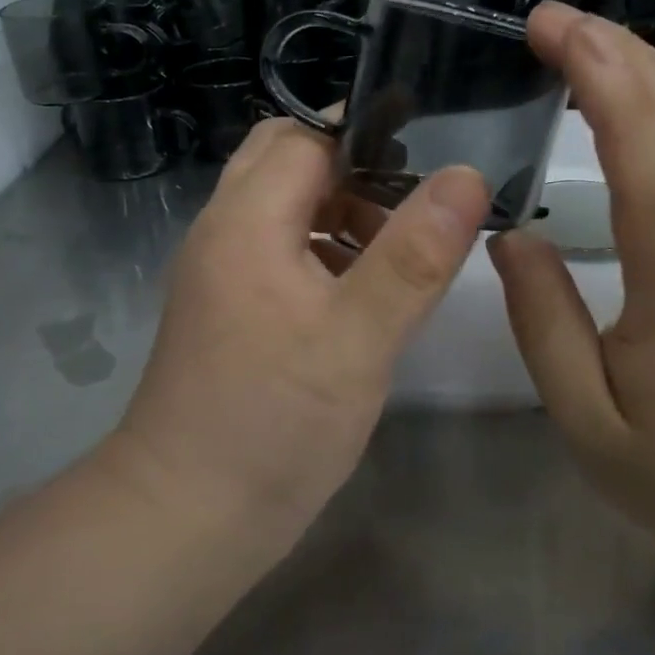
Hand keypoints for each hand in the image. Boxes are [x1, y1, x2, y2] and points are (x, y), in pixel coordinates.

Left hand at [114, 118, 489, 537]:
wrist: (186, 521)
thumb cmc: (273, 426)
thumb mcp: (358, 340)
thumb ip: (414, 256)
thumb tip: (467, 175)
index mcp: (246, 221)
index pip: (306, 135)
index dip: (368, 133)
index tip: (435, 149)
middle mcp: (224, 232)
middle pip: (289, 161)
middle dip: (356, 169)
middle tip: (419, 202)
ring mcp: (223, 272)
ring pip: (287, 207)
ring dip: (344, 211)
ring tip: (406, 246)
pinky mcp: (233, 309)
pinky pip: (283, 250)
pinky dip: (327, 250)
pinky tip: (368, 292)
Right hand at [489, 6, 654, 583]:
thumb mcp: (590, 425)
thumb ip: (544, 325)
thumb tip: (509, 238)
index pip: (654, 167)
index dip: (608, 86)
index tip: (555, 31)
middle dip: (627, 56)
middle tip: (556, 19)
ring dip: (652, 71)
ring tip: (587, 41)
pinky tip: (633, 99)